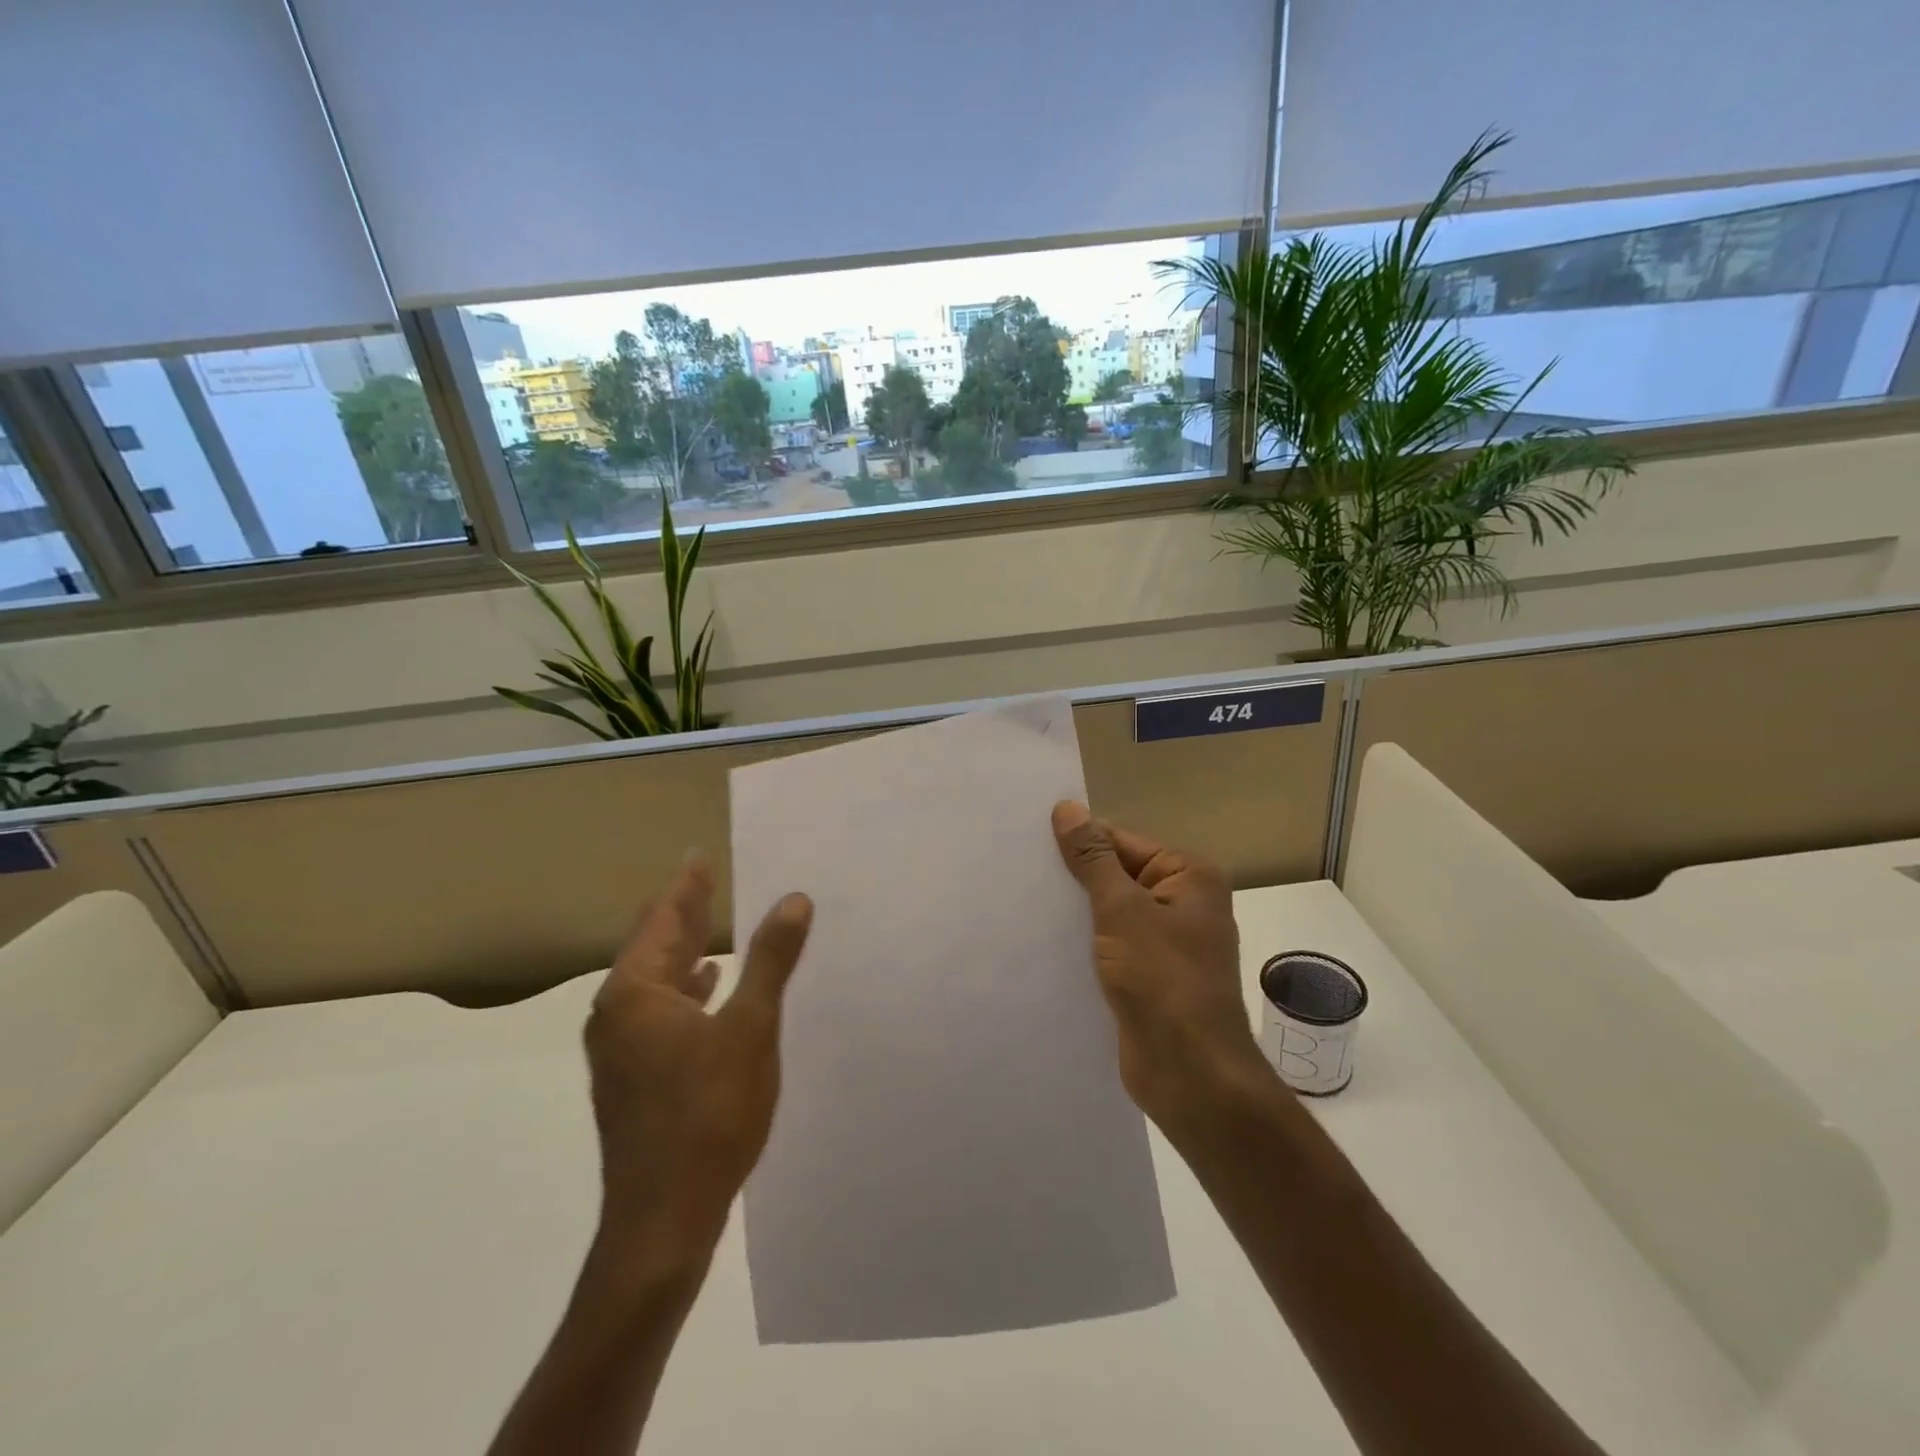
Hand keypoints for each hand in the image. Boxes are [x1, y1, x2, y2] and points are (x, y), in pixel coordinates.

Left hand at [583, 857, 812, 1274]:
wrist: (663, 1222)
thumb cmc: (708, 1114)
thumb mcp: (750, 1028)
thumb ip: (770, 959)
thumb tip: (794, 899)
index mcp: (635, 993)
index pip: (663, 920)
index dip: (686, 886)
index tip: (697, 856)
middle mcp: (616, 1014)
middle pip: (653, 946)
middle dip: (683, 913)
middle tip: (705, 879)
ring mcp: (620, 1050)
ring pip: (655, 982)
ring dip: (685, 951)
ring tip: (712, 926)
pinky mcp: (634, 1079)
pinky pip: (659, 1011)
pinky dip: (684, 989)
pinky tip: (708, 989)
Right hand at [1051, 802, 1266, 1132]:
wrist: (1190, 1072)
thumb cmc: (1162, 979)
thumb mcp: (1122, 909)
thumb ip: (1092, 859)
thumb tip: (1068, 808)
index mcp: (1189, 876)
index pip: (1123, 842)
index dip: (1079, 843)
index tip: (1030, 843)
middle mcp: (1183, 903)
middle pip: (1117, 876)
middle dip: (1074, 880)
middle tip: (1020, 872)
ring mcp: (1168, 943)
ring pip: (1111, 914)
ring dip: (1076, 914)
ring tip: (1024, 904)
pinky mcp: (1150, 976)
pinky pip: (1111, 946)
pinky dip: (1084, 944)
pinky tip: (1045, 944)